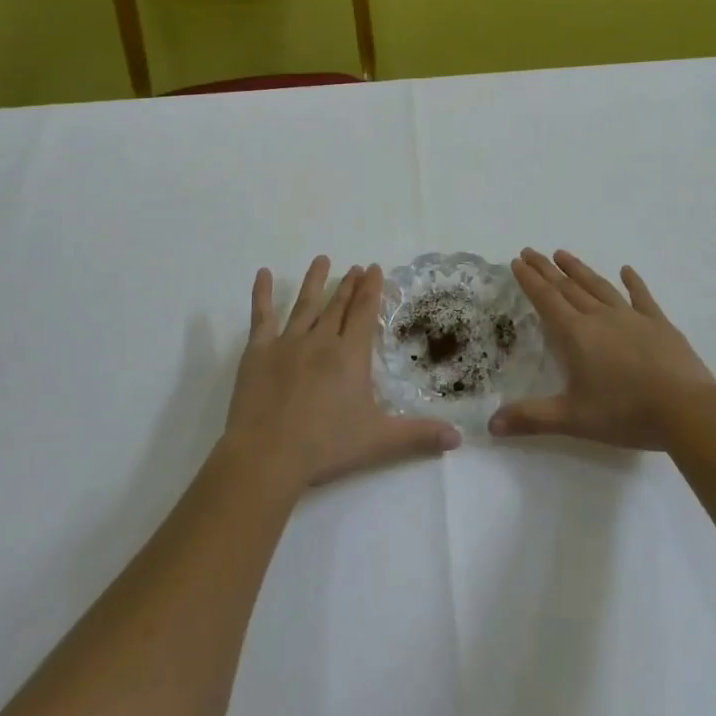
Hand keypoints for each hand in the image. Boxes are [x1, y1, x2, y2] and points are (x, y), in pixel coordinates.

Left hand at [223, 257, 460, 489]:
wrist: (267, 455)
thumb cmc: (326, 446)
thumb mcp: (379, 442)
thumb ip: (418, 436)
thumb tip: (457, 437)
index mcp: (350, 355)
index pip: (364, 312)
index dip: (371, 289)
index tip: (374, 268)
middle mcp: (321, 340)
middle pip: (338, 305)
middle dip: (349, 285)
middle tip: (356, 267)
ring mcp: (287, 343)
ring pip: (305, 304)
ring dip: (315, 281)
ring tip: (322, 260)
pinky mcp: (258, 352)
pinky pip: (261, 316)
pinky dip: (261, 294)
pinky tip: (263, 274)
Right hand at [490, 249, 715, 450]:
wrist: (686, 409)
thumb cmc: (626, 413)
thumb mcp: (573, 419)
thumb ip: (531, 418)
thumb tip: (491, 424)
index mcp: (577, 335)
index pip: (547, 300)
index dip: (530, 280)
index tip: (517, 261)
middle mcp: (600, 318)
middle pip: (568, 287)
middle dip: (547, 269)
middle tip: (531, 251)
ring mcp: (632, 317)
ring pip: (599, 286)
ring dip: (579, 270)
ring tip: (563, 254)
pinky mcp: (659, 324)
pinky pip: (641, 297)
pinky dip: (632, 282)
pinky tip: (626, 270)